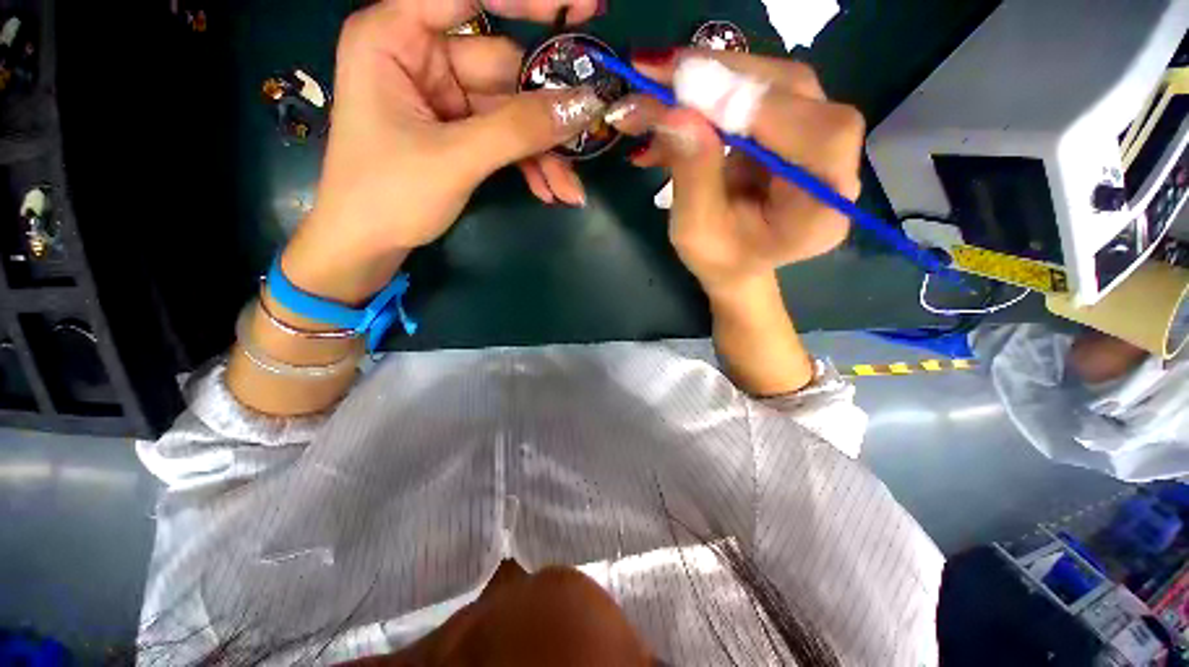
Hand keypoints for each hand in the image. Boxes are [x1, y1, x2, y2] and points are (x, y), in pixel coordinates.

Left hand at [283, 0, 604, 302]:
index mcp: (396, 36)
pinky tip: (548, 190)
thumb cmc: (388, 195)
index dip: (526, 0)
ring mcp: (445, 97)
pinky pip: (506, 138)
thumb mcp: (455, 159)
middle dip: (545, 116)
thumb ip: (518, 130)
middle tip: (586, 137)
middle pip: (504, 70)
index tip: (584, 6)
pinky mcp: (460, 130)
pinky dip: (529, 164)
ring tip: (568, 189)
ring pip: (513, 112)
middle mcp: (423, 56)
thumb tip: (585, 105)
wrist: (368, 245)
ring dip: (544, 153)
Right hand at [608, 50, 863, 294]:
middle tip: (657, 69)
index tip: (681, 82)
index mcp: (822, 209)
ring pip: (773, 82)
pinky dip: (713, 91)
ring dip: (710, 78)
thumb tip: (676, 112)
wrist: (738, 265)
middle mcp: (836, 164)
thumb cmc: (719, 260)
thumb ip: (693, 176)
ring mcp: (820, 138)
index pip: (806, 134)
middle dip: (719, 77)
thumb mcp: (696, 231)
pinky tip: (675, 102)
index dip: (746, 102)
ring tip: (657, 87)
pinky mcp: (797, 125)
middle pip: (792, 92)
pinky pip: (759, 91)